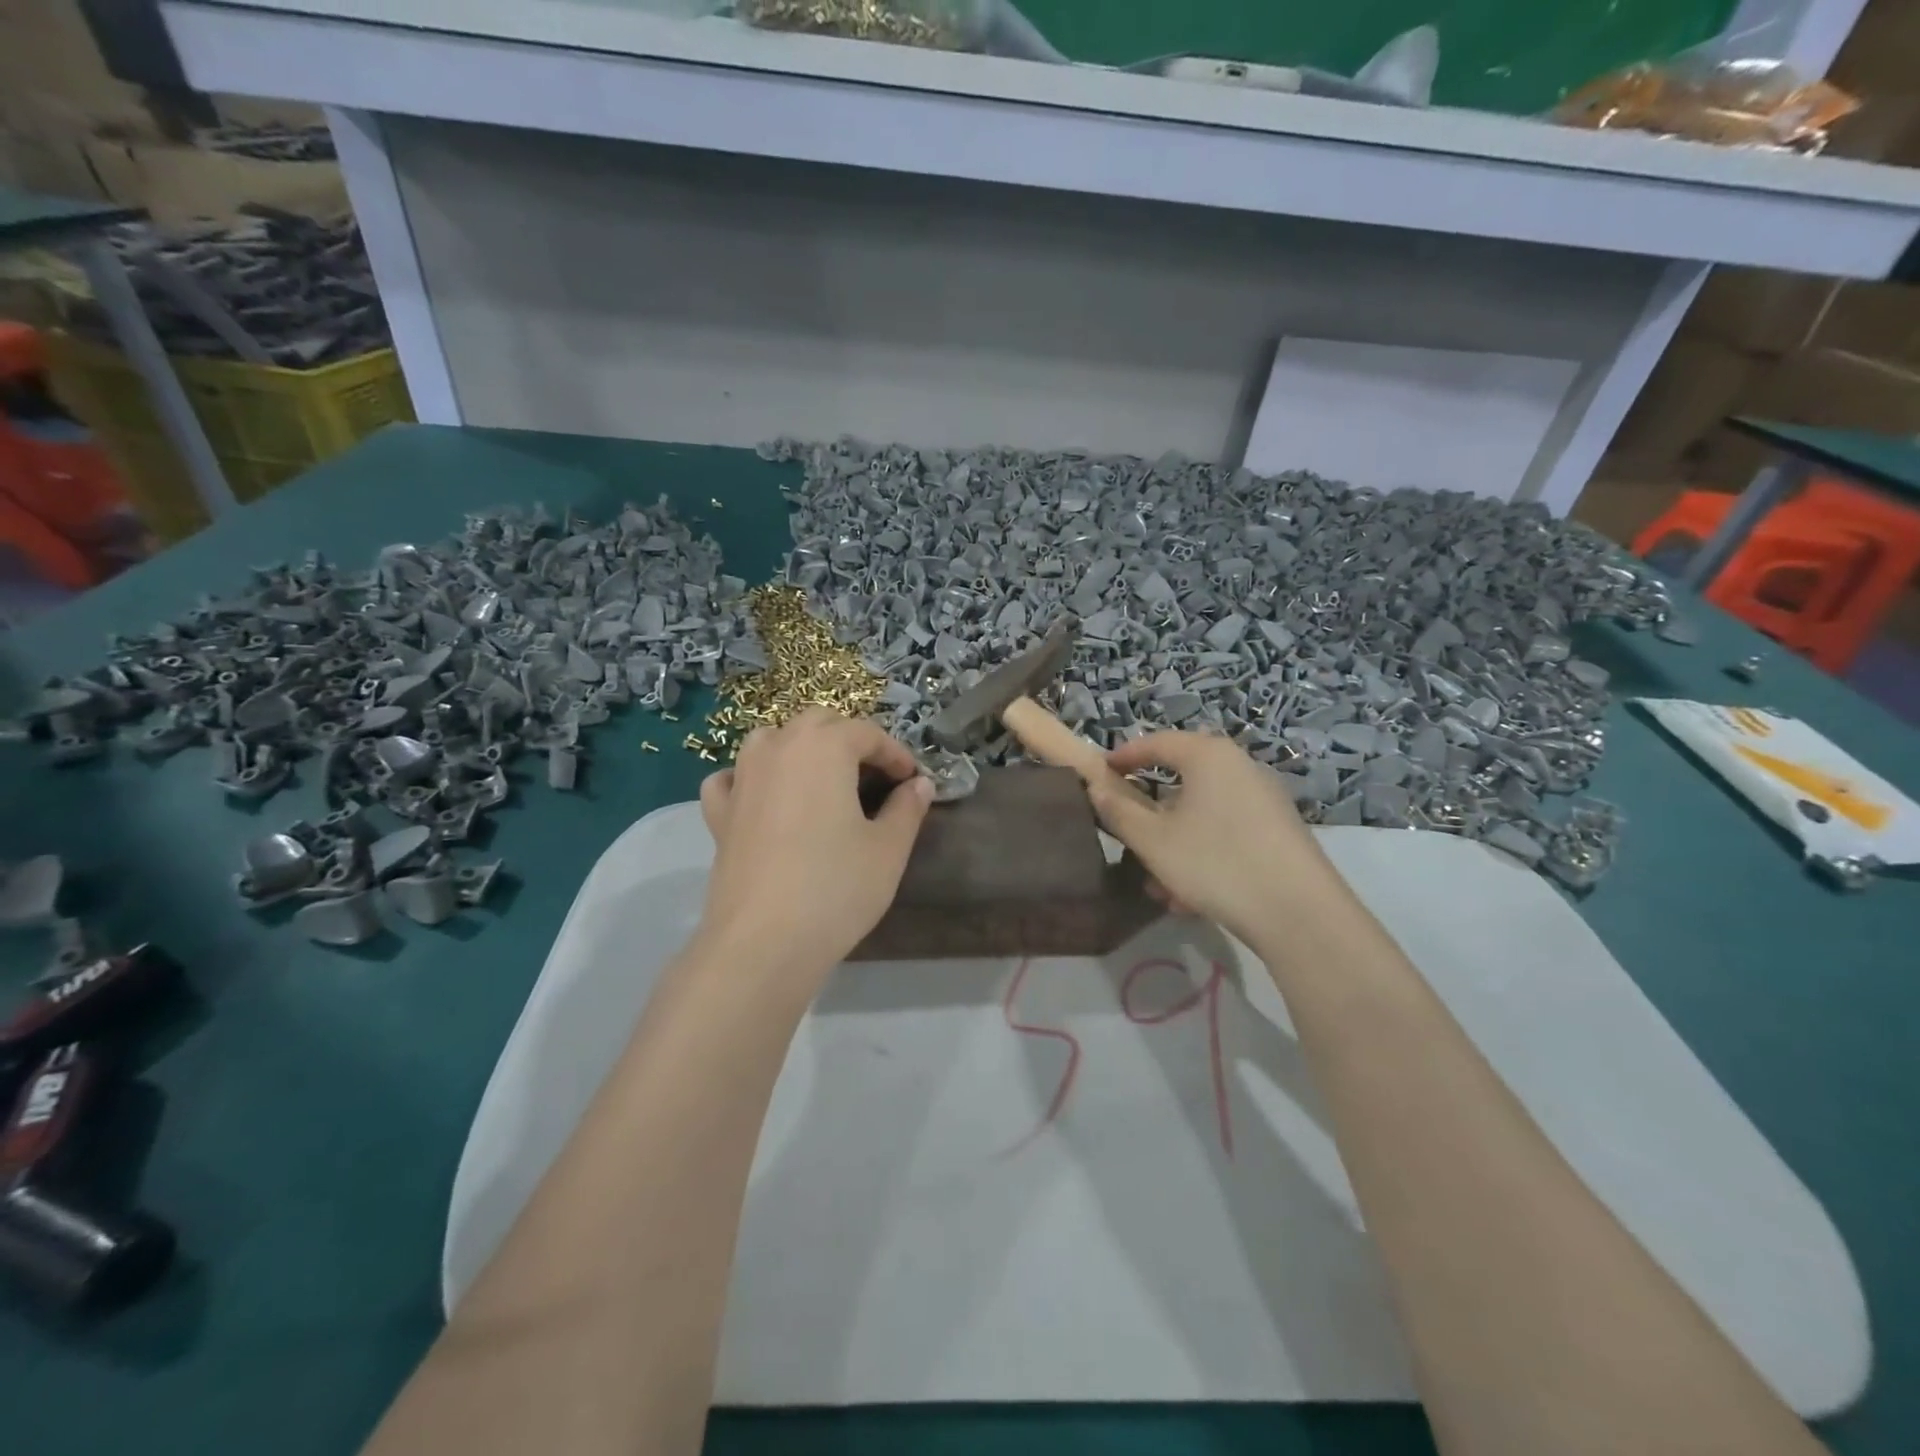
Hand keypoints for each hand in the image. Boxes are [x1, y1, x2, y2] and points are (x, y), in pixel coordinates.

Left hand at [696, 708, 932, 980]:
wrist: (762, 942)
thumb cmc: (836, 888)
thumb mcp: (888, 849)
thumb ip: (907, 809)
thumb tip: (919, 785)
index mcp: (823, 747)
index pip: (868, 734)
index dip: (896, 754)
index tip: (913, 780)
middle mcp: (778, 749)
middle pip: (818, 723)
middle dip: (850, 740)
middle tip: (875, 776)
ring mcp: (742, 779)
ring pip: (772, 739)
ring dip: (801, 747)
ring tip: (823, 779)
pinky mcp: (720, 814)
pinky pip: (732, 778)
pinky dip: (751, 778)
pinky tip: (765, 798)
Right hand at [1081, 731, 1336, 949]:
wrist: (1299, 913)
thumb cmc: (1215, 863)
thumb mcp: (1153, 841)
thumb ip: (1119, 811)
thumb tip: (1096, 788)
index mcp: (1208, 756)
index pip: (1156, 742)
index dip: (1123, 757)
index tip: (1099, 775)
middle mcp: (1240, 767)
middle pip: (1181, 780)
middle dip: (1150, 814)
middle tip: (1128, 838)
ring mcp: (1264, 799)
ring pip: (1202, 814)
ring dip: (1174, 843)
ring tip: (1158, 885)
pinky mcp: (1279, 831)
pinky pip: (1226, 832)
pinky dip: (1203, 854)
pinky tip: (1190, 897)